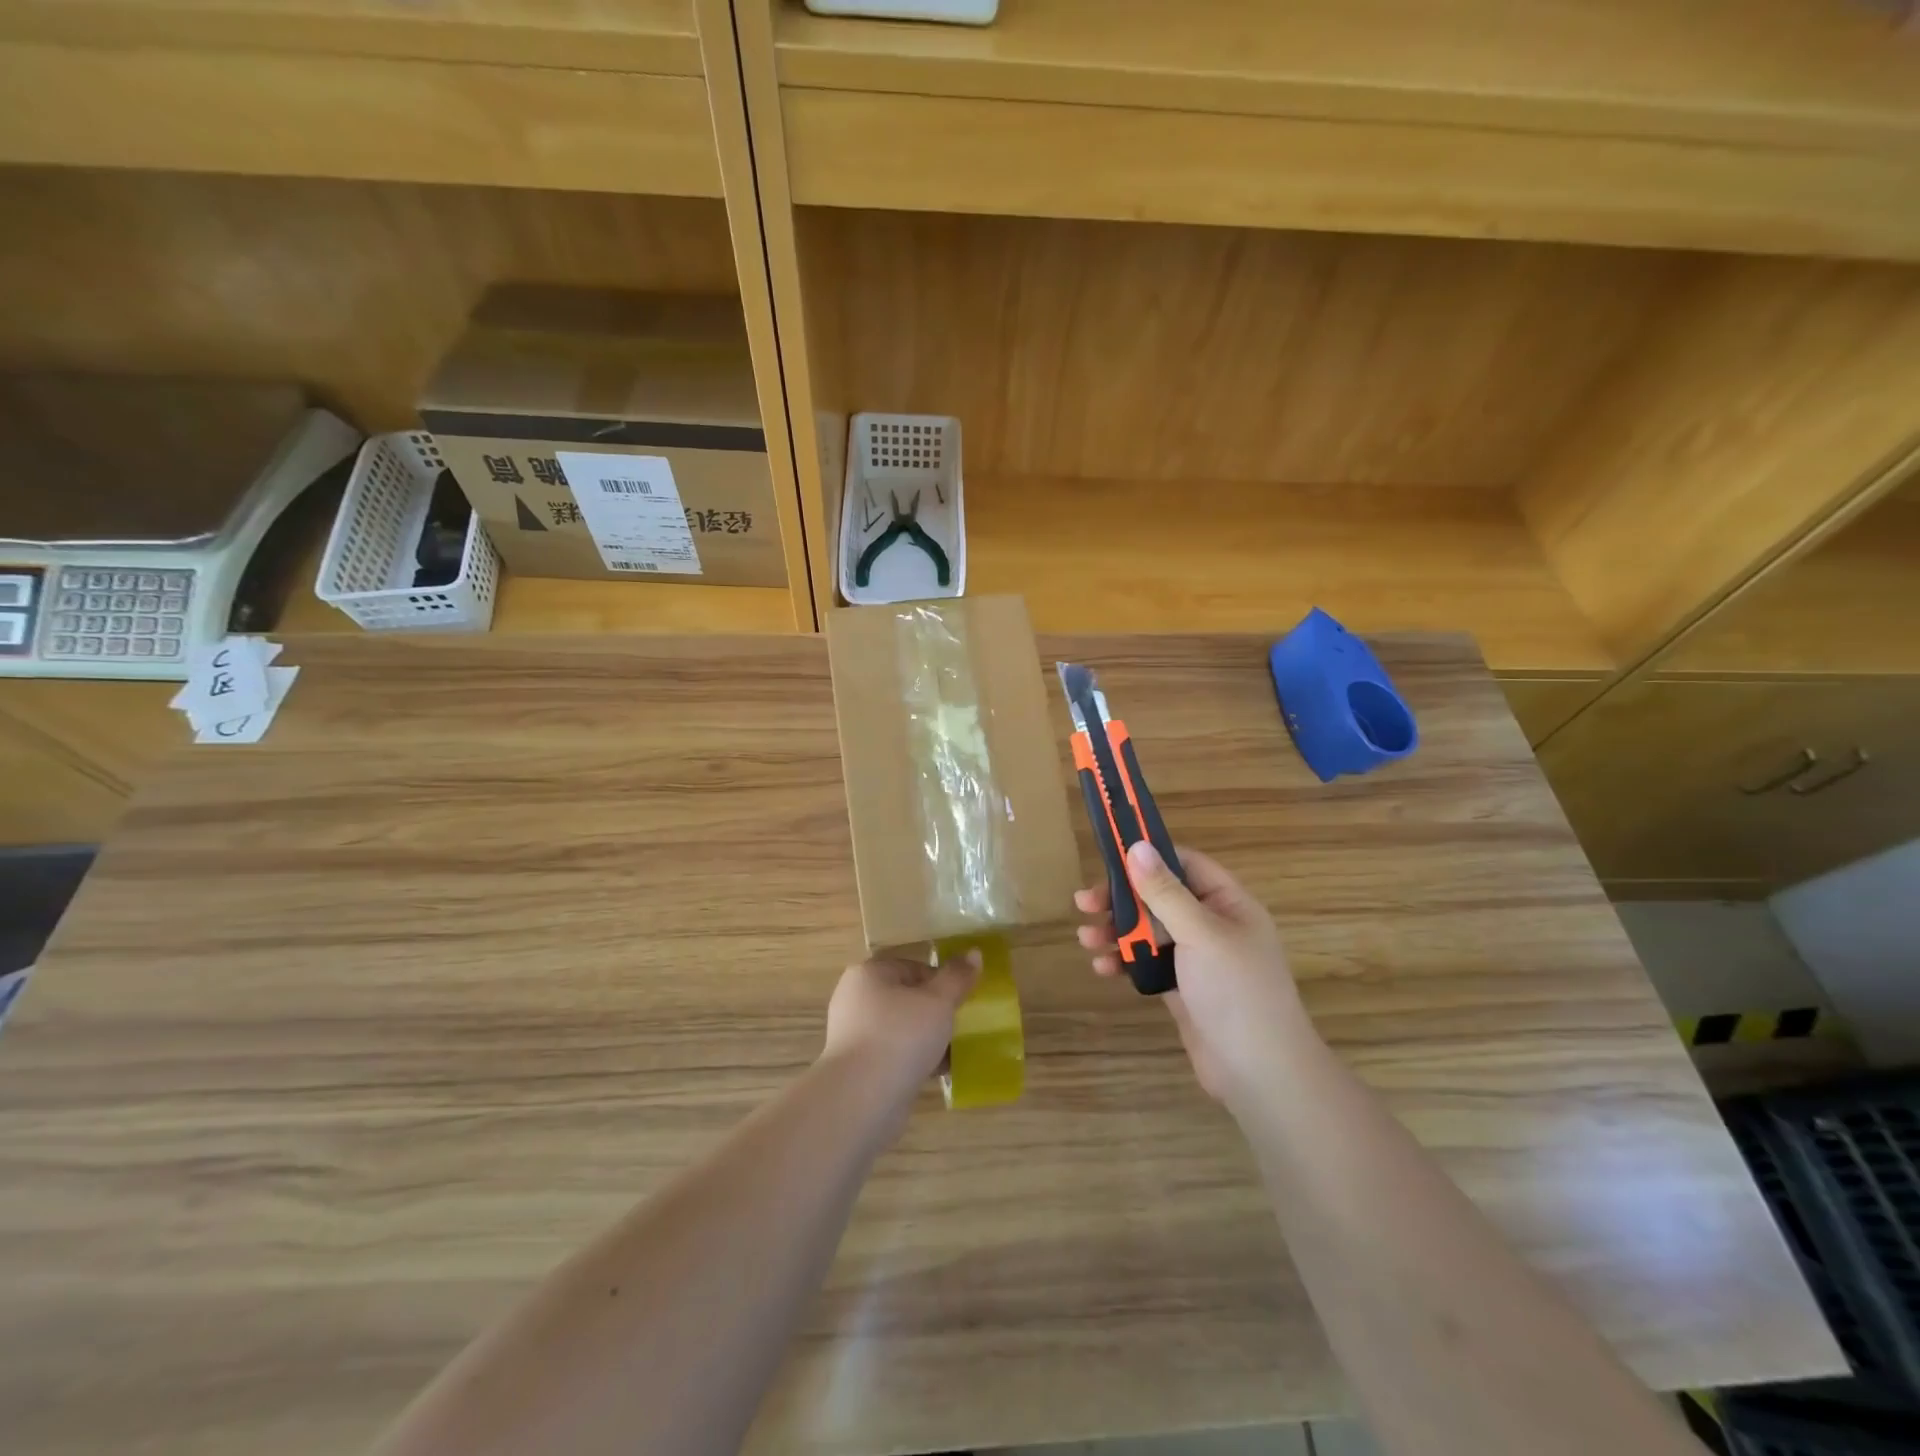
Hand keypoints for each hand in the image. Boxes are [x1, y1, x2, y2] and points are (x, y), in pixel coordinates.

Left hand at [822, 951, 979, 1103]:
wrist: (863, 1099)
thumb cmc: (901, 1036)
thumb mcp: (938, 1002)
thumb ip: (957, 977)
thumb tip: (974, 952)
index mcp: (869, 974)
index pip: (912, 967)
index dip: (940, 981)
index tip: (960, 1001)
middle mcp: (856, 1000)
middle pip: (907, 998)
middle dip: (935, 1012)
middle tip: (959, 1026)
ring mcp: (854, 1035)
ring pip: (901, 1029)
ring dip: (927, 1038)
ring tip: (954, 1051)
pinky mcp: (859, 1067)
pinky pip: (894, 1055)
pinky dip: (915, 1060)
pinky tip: (939, 1072)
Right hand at [1075, 843, 1308, 1102]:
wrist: (1260, 1074)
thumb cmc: (1236, 992)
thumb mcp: (1200, 934)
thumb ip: (1165, 892)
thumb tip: (1137, 847)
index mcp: (1227, 903)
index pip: (1185, 864)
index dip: (1148, 857)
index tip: (1108, 857)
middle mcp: (1212, 925)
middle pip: (1159, 898)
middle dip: (1121, 899)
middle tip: (1084, 903)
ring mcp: (1196, 959)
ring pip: (1149, 931)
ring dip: (1116, 931)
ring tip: (1086, 939)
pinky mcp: (1181, 988)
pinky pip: (1147, 963)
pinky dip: (1124, 961)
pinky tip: (1103, 967)